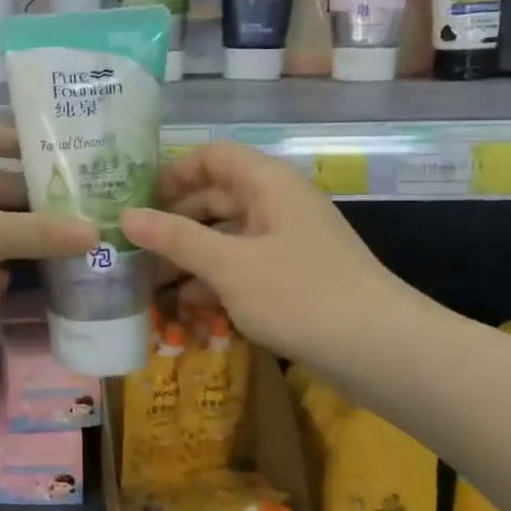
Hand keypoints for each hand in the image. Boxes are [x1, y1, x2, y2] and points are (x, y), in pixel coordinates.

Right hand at [119, 141, 421, 372]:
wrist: (385, 354)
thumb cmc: (302, 296)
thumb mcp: (230, 266)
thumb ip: (176, 238)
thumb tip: (125, 217)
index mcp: (267, 184)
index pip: (212, 156)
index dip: (172, 172)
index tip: (135, 200)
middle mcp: (277, 204)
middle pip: (215, 196)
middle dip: (173, 220)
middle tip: (130, 246)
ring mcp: (286, 242)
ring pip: (226, 235)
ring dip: (189, 255)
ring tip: (147, 281)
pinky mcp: (292, 278)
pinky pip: (242, 266)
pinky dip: (214, 280)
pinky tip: (186, 306)